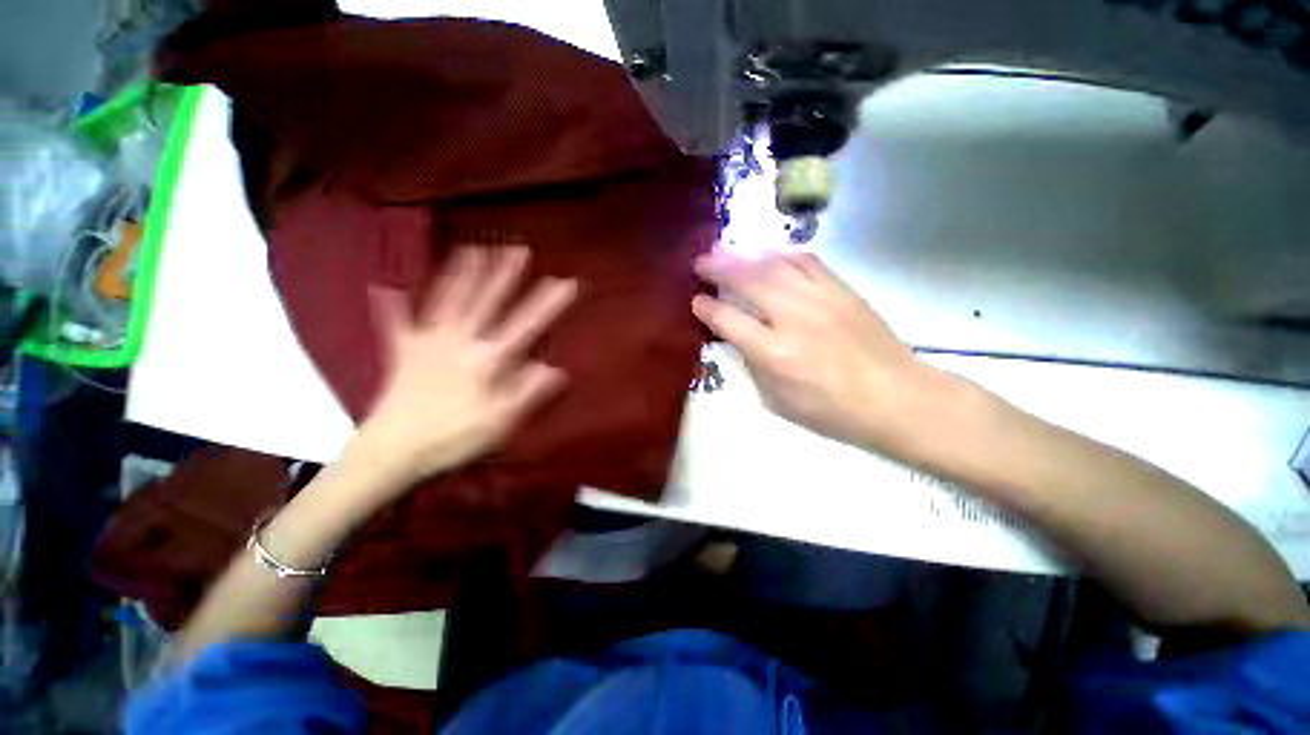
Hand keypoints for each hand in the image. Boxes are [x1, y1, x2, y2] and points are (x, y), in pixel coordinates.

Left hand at [355, 246, 576, 485]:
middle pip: (486, 302)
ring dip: (460, 274)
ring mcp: (428, 342)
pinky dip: (390, 306)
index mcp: (487, 359)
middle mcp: (459, 341)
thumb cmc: (453, 437)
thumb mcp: (501, 421)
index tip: (566, 281)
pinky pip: (394, 325)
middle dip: (505, 274)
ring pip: (447, 301)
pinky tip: (384, 285)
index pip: (526, 325)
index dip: (548, 303)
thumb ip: (528, 391)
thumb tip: (557, 368)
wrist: (393, 451)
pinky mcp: (402, 352)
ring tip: (471, 249)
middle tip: (517, 248)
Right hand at [692, 251, 946, 449]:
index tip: (696, 301)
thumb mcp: (777, 400)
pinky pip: (805, 259)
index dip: (706, 309)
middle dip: (717, 268)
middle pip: (747, 280)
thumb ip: (752, 364)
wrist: (896, 398)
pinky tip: (769, 256)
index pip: (728, 320)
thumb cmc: (832, 411)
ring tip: (725, 252)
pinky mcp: (841, 288)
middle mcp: (793, 318)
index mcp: (775, 354)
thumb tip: (736, 336)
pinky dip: (781, 254)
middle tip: (700, 263)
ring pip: (773, 264)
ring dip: (744, 256)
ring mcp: (820, 298)